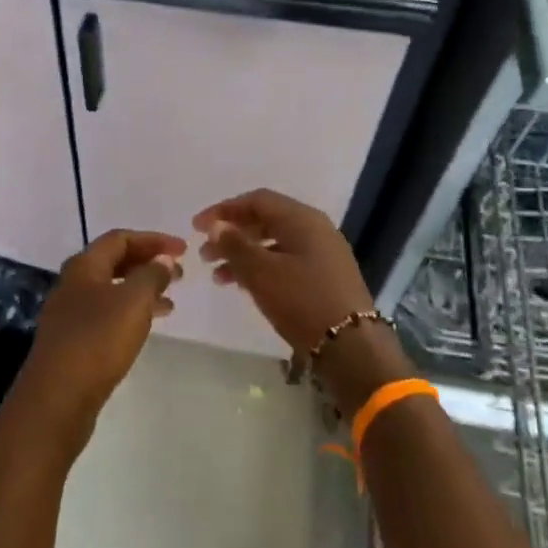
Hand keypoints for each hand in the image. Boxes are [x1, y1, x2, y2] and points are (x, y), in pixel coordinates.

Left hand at [11, 229, 185, 455]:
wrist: (58, 396)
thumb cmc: (98, 340)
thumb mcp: (133, 302)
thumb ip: (151, 275)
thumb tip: (163, 259)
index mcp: (84, 266)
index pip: (120, 238)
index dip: (153, 240)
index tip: (183, 250)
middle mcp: (73, 284)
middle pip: (114, 262)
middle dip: (148, 263)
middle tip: (179, 274)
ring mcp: (70, 313)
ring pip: (112, 290)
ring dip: (142, 289)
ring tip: (171, 301)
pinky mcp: (73, 340)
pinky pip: (107, 314)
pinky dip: (131, 312)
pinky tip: (147, 327)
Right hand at [194, 189, 404, 413]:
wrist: (351, 347)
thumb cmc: (302, 301)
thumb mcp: (261, 272)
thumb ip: (235, 245)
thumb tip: (217, 225)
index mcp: (302, 219)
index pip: (257, 200)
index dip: (224, 210)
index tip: (196, 227)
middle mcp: (315, 229)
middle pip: (265, 220)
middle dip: (232, 234)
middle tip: (205, 254)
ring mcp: (322, 254)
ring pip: (274, 244)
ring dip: (243, 255)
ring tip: (218, 276)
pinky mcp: (324, 277)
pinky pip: (285, 261)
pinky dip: (261, 268)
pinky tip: (243, 286)